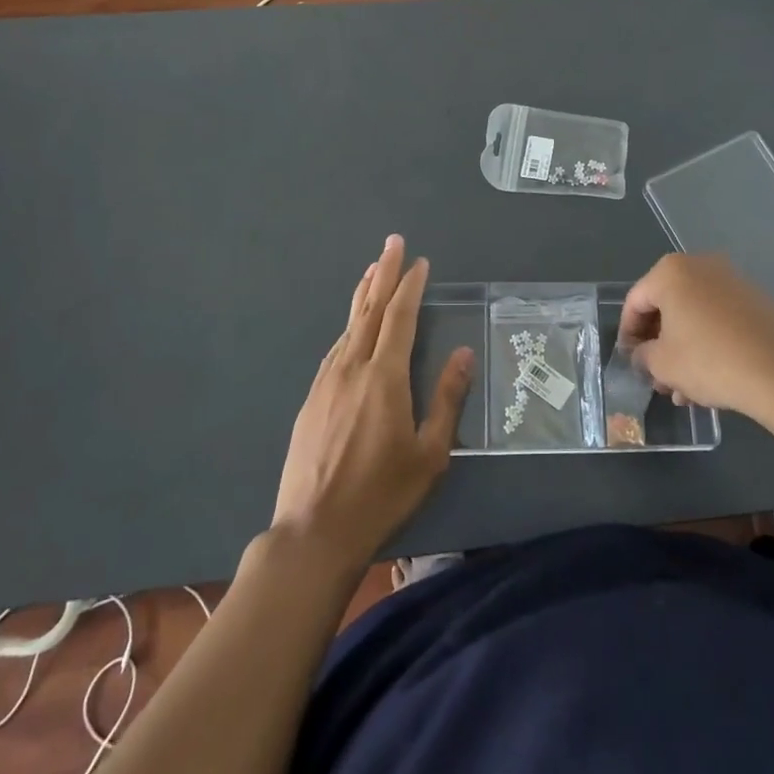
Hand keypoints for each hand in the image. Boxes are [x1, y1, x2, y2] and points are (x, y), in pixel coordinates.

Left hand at [272, 235, 471, 572]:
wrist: (313, 531)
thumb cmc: (381, 495)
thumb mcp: (429, 454)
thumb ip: (447, 399)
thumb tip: (462, 354)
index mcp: (384, 377)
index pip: (400, 317)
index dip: (410, 286)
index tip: (420, 262)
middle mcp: (351, 368)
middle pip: (370, 310)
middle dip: (383, 273)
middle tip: (393, 242)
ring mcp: (326, 382)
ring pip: (348, 327)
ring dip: (364, 295)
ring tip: (373, 271)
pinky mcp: (311, 400)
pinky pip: (335, 349)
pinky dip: (349, 327)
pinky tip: (353, 328)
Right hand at [618, 253, 773, 419]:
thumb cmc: (709, 359)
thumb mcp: (663, 364)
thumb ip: (643, 356)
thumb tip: (642, 355)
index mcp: (670, 272)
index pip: (636, 301)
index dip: (628, 334)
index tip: (629, 361)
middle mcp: (700, 266)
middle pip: (667, 306)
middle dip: (658, 344)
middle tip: (656, 378)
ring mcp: (731, 281)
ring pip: (694, 316)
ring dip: (682, 350)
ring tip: (682, 390)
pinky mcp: (755, 300)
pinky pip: (718, 319)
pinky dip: (707, 344)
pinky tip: (708, 381)